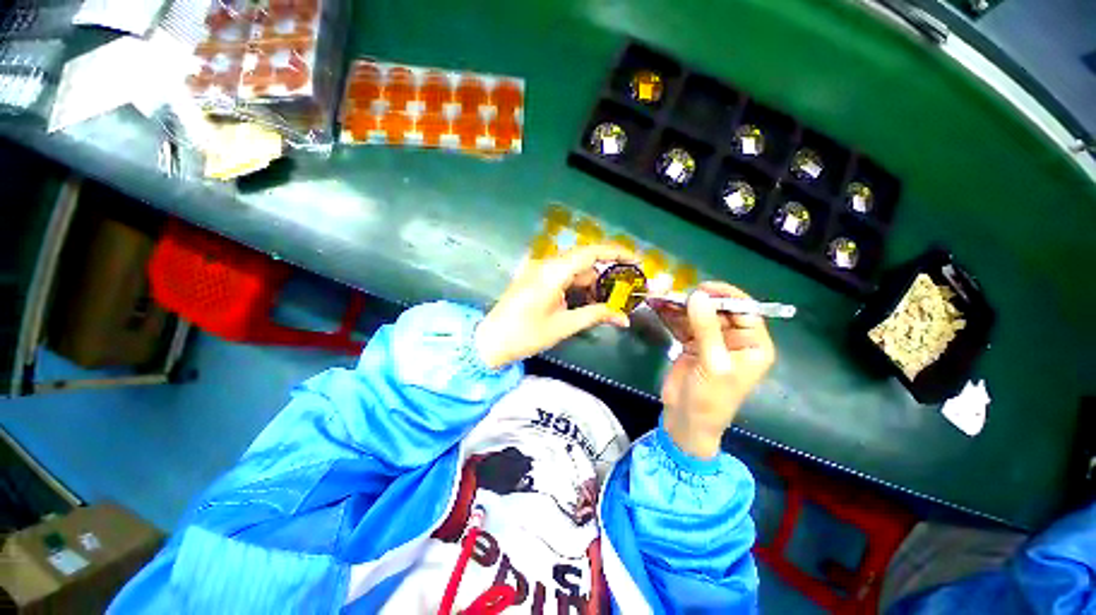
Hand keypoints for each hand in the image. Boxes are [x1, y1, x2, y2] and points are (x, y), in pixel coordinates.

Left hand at [475, 244, 635, 368]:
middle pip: (584, 261)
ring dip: (591, 283)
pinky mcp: (535, 278)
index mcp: (553, 272)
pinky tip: (585, 301)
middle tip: (623, 292)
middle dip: (605, 275)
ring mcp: (538, 270)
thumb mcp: (564, 326)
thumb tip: (624, 318)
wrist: (490, 341)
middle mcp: (546, 264)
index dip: (615, 253)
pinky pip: (562, 275)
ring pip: (574, 269)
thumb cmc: (525, 335)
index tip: (636, 261)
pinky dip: (577, 285)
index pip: (590, 253)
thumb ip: (595, 315)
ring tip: (606, 303)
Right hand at [655, 282, 775, 458]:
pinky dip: (672, 316)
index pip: (746, 311)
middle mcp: (735, 339)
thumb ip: (706, 328)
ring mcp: (712, 341)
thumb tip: (698, 295)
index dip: (727, 296)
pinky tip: (659, 307)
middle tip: (675, 293)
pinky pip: (683, 324)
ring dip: (680, 307)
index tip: (702, 287)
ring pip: (698, 315)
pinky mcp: (692, 344)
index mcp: (753, 345)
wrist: (686, 421)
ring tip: (662, 297)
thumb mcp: (713, 363)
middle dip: (698, 301)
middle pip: (719, 310)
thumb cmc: (710, 399)